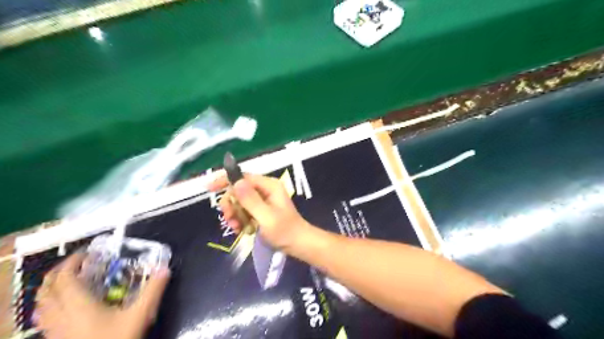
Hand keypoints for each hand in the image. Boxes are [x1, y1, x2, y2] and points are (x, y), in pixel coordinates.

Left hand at [34, 253, 168, 338]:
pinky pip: (44, 317)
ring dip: (51, 288)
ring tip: (68, 280)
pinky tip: (63, 306)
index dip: (72, 263)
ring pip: (41, 304)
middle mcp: (61, 316)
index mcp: (79, 306)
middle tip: (77, 264)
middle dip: (58, 272)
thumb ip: (153, 290)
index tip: (86, 254)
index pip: (65, 279)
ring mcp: (54, 330)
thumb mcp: (139, 315)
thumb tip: (165, 268)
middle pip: (47, 289)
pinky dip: (50, 304)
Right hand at [209, 175, 311, 251]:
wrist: (297, 244)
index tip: (209, 189)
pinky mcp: (260, 210)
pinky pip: (243, 211)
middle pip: (238, 190)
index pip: (243, 177)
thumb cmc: (284, 231)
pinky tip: (243, 230)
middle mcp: (265, 190)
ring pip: (239, 202)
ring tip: (238, 228)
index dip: (225, 181)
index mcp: (269, 186)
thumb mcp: (266, 217)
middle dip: (231, 205)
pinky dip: (240, 220)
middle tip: (230, 219)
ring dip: (235, 215)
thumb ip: (251, 200)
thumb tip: (236, 182)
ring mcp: (262, 200)